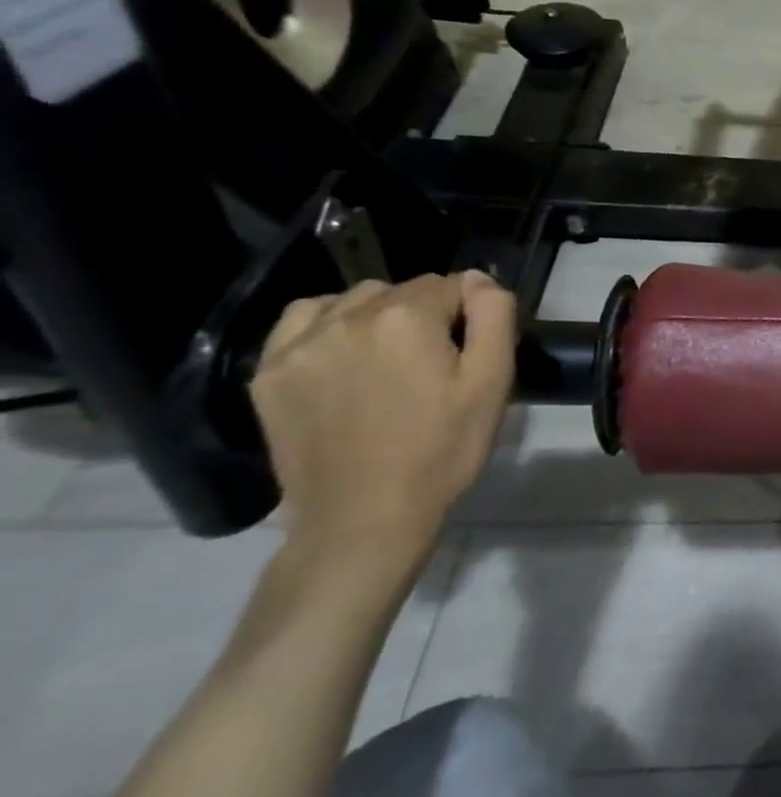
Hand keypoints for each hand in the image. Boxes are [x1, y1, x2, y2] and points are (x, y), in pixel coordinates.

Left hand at [249, 272, 517, 562]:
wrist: (364, 518)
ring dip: (377, 315)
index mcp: (406, 317)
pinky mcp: (268, 373)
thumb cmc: (442, 449)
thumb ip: (494, 316)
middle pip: (401, 289)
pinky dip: (327, 324)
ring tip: (389, 357)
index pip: (452, 284)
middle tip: (435, 360)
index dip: (471, 312)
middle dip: (425, 312)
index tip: (472, 348)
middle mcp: (347, 317)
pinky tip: (343, 354)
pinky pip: (301, 321)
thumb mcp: (492, 382)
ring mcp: (299, 345)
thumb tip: (480, 278)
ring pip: (352, 299)